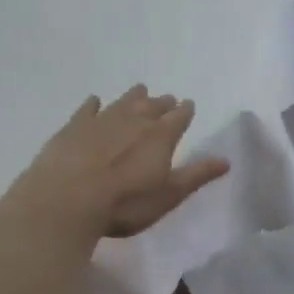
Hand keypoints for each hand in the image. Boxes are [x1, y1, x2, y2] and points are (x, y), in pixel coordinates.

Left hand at [18, 86, 230, 238]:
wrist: (66, 200)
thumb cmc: (125, 203)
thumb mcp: (169, 195)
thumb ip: (196, 175)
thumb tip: (226, 160)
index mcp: (161, 136)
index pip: (179, 117)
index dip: (185, 111)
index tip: (188, 105)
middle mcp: (134, 120)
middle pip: (152, 106)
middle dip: (162, 103)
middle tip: (167, 99)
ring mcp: (101, 121)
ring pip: (123, 102)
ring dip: (134, 96)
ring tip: (141, 90)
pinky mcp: (73, 128)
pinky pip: (87, 109)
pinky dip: (94, 104)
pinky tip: (95, 100)